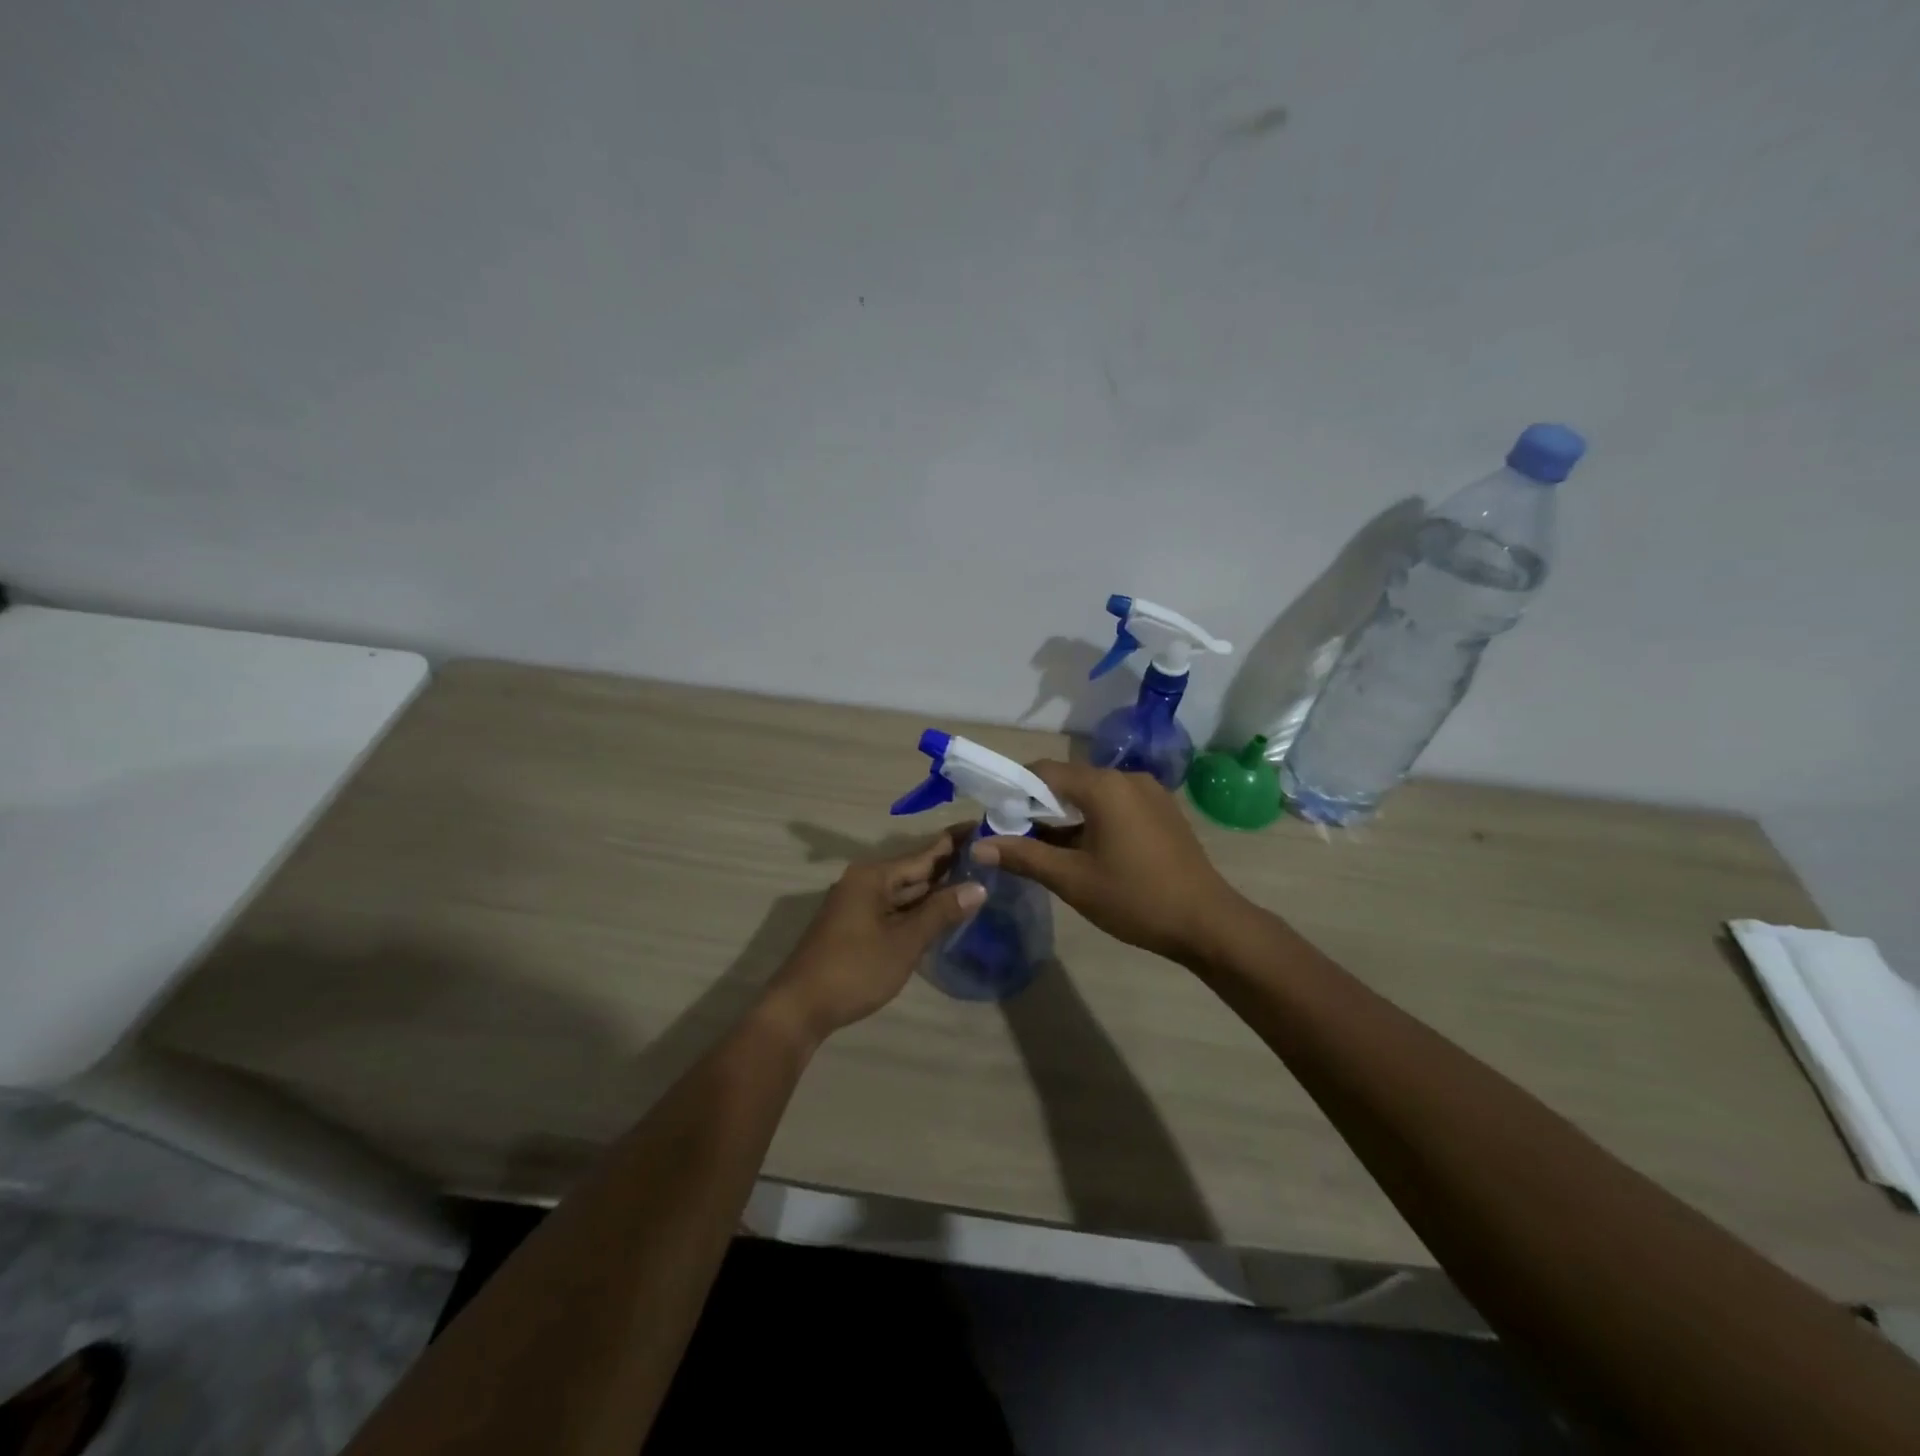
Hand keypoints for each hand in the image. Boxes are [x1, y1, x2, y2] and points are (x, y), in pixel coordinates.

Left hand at [761, 827, 984, 1046]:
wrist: (800, 1008)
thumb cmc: (855, 970)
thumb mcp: (904, 942)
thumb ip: (941, 912)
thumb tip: (978, 887)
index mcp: (873, 876)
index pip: (924, 854)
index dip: (954, 842)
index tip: (983, 828)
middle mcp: (864, 882)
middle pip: (914, 870)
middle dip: (949, 867)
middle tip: (988, 858)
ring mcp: (857, 904)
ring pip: (904, 891)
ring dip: (935, 890)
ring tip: (975, 881)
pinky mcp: (855, 925)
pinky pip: (894, 908)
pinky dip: (918, 909)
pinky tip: (942, 912)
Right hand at [971, 761, 1243, 962]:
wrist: (1207, 922)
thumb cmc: (1135, 898)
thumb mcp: (1072, 880)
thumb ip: (1023, 856)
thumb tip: (979, 846)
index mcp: (1104, 786)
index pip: (1043, 770)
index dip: (1014, 789)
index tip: (996, 816)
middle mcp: (1127, 778)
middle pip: (1069, 780)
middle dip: (1039, 805)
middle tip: (1016, 836)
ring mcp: (1150, 792)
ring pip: (1093, 793)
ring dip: (1067, 814)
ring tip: (1048, 848)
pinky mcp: (1163, 810)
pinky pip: (1116, 804)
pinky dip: (1094, 819)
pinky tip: (1087, 850)